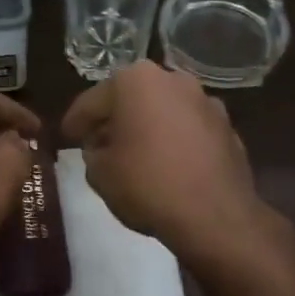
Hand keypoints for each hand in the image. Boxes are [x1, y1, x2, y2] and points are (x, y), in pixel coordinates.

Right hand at [60, 61, 271, 258]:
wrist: (214, 216)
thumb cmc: (147, 184)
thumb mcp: (99, 173)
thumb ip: (92, 152)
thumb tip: (102, 147)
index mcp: (135, 81)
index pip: (92, 101)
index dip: (75, 123)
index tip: (66, 138)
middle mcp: (173, 79)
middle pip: (131, 99)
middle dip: (115, 120)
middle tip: (99, 145)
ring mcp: (206, 101)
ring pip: (163, 111)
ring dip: (147, 128)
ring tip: (135, 156)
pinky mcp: (227, 128)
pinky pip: (188, 130)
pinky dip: (174, 142)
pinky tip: (167, 166)